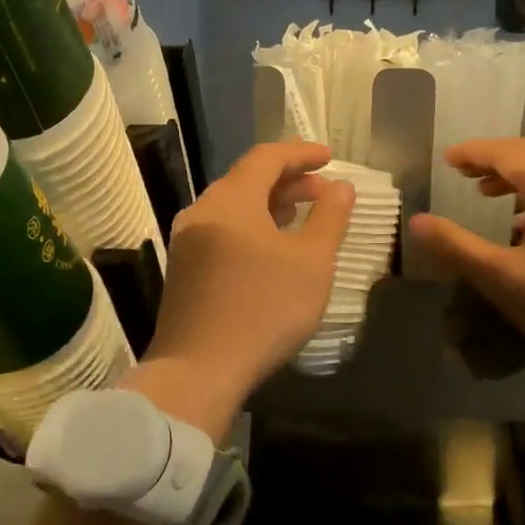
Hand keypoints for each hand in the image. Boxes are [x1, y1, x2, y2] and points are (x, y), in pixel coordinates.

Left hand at [128, 141, 353, 437]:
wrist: (198, 370)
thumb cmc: (264, 309)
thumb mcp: (312, 263)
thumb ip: (330, 218)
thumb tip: (341, 187)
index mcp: (231, 200)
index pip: (267, 157)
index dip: (301, 153)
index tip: (330, 157)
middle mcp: (202, 211)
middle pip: (246, 179)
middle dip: (287, 180)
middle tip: (322, 192)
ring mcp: (187, 241)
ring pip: (233, 206)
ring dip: (268, 204)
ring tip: (299, 216)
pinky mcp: (184, 269)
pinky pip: (222, 230)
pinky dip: (250, 226)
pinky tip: (270, 249)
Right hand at [407, 137, 524, 393]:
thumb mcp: (502, 277)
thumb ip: (457, 247)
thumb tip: (416, 221)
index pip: (506, 153)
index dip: (473, 153)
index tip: (446, 159)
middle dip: (495, 157)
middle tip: (464, 171)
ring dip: (516, 174)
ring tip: (487, 194)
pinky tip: (523, 225)